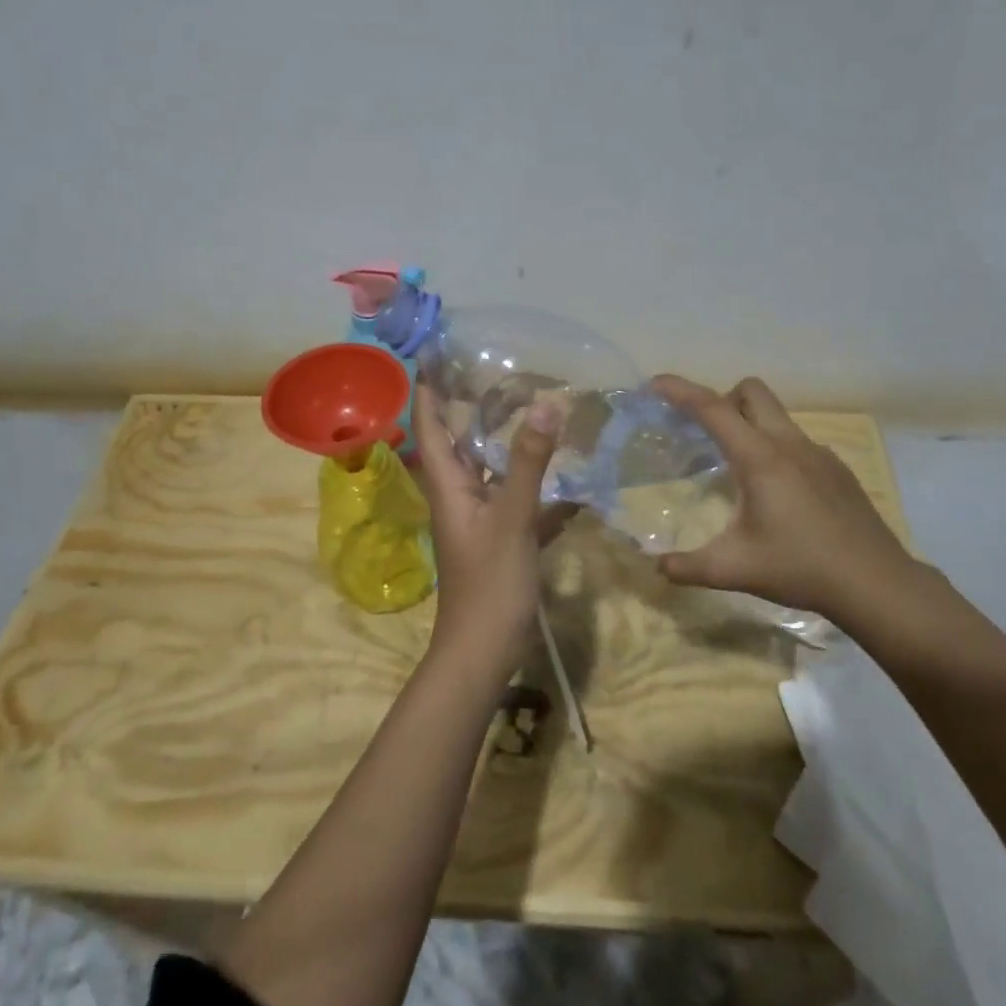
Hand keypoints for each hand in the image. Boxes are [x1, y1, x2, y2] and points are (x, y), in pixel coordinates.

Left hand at [412, 383, 569, 682]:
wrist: (484, 651)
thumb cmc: (489, 583)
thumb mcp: (512, 518)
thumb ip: (529, 463)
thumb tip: (545, 404)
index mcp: (449, 484)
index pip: (430, 426)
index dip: (430, 390)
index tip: (438, 355)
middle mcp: (460, 495)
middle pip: (462, 443)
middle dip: (475, 409)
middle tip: (502, 374)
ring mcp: (481, 519)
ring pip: (493, 471)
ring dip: (511, 445)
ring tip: (539, 413)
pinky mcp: (503, 540)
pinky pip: (521, 504)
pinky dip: (541, 491)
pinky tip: (575, 486)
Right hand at [651, 375, 919, 631]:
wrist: (876, 583)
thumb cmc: (800, 568)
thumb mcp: (733, 569)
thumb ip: (687, 566)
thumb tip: (656, 567)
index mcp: (759, 458)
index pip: (713, 409)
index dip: (680, 390)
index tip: (655, 383)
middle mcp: (789, 444)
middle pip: (751, 391)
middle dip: (721, 399)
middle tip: (704, 434)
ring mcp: (818, 453)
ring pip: (777, 415)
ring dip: (750, 424)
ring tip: (737, 468)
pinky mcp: (837, 469)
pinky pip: (797, 441)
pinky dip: (776, 449)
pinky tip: (778, 494)